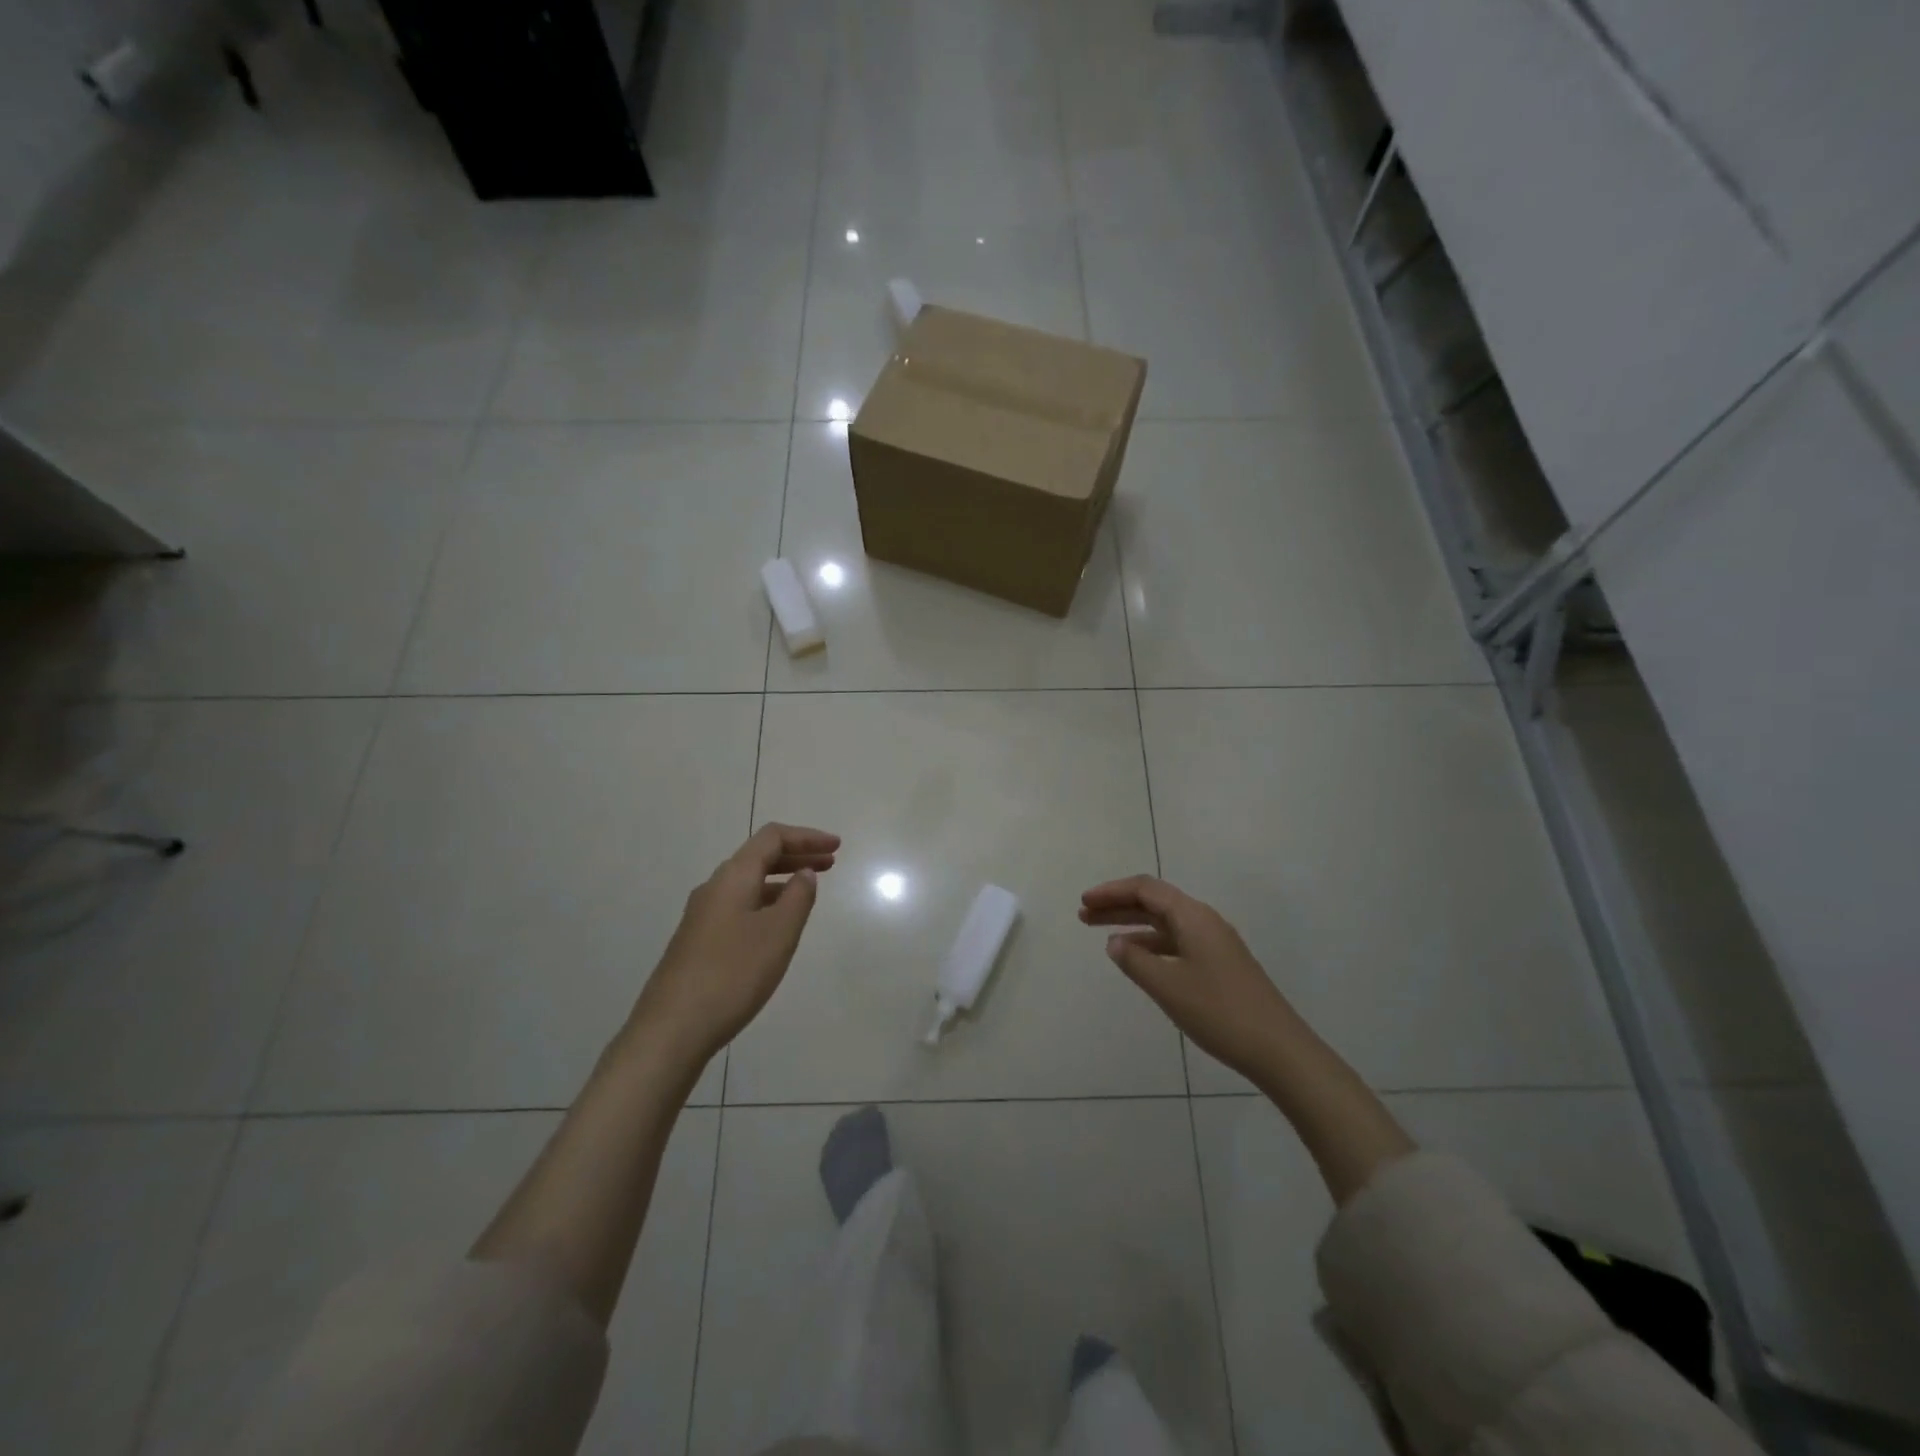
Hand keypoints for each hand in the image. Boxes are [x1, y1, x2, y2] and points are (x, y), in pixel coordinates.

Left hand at [630, 824, 839, 1065]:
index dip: (807, 837)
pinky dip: (766, 901)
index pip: (772, 838)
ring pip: (748, 883)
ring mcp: (702, 915)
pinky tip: (777, 924)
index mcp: (733, 877)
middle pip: (759, 857)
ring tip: (809, 891)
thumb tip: (804, 873)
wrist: (672, 1028)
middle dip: (797, 855)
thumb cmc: (733, 974)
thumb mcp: (778, 934)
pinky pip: (739, 905)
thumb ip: (798, 898)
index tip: (837, 846)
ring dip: (781, 879)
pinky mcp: (698, 941)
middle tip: (831, 862)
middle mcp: (714, 888)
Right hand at [1080, 875, 1302, 1084]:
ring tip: (1102, 937)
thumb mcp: (1168, 987)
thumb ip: (1135, 961)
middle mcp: (1204, 921)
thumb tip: (1114, 943)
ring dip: (1133, 925)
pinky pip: (1177, 941)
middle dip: (1118, 906)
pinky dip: (1152, 944)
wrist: (1279, 1050)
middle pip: (1154, 902)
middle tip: (1084, 916)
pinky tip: (1138, 960)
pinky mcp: (1220, 964)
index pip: (1145, 889)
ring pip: (1165, 922)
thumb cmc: (1219, 1012)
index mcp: (1193, 916)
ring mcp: (1215, 943)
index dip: (1111, 892)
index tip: (1084, 902)